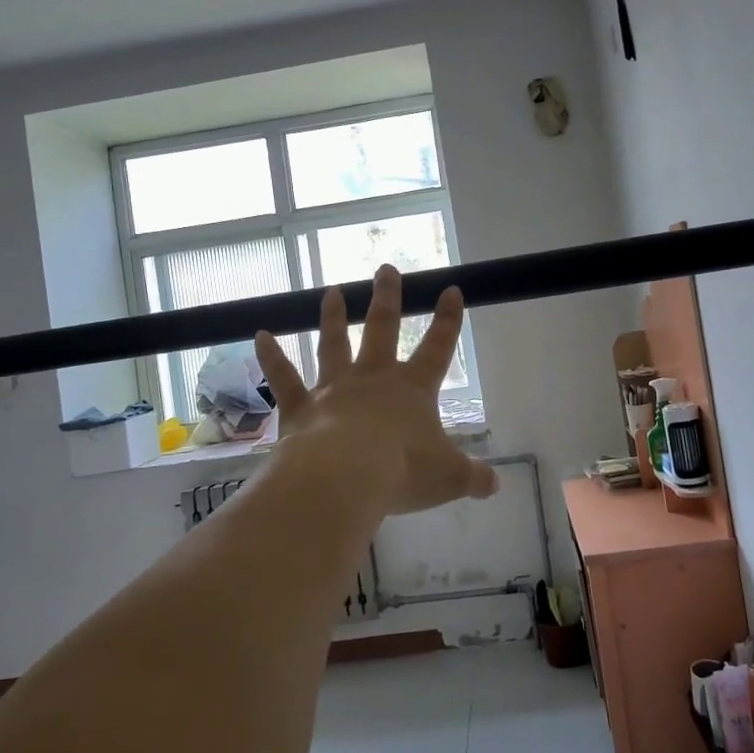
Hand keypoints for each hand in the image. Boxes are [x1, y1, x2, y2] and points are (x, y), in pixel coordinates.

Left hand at [254, 266, 498, 515]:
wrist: (344, 477)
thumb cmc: (402, 472)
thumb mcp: (449, 478)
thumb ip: (472, 477)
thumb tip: (494, 484)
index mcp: (412, 390)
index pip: (437, 347)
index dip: (447, 320)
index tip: (449, 289)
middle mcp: (373, 379)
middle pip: (382, 329)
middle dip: (387, 298)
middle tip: (385, 268)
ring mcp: (334, 389)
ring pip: (334, 344)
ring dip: (334, 317)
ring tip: (332, 291)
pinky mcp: (301, 407)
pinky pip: (283, 378)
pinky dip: (270, 356)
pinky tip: (259, 334)